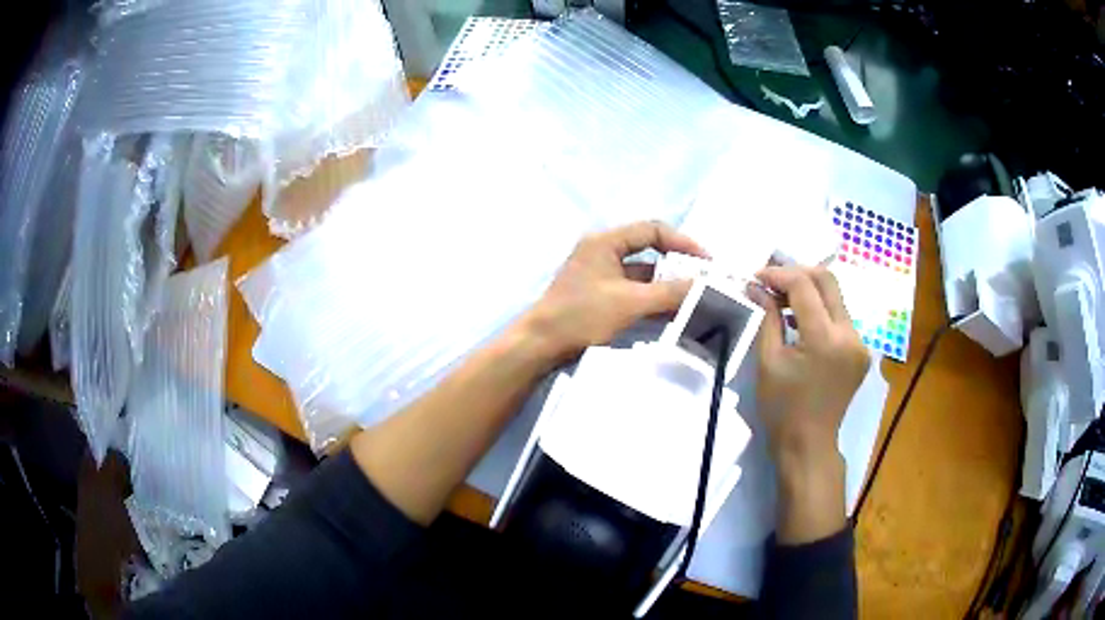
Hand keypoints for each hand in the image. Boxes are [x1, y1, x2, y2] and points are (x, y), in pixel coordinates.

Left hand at [515, 221, 707, 365]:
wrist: (540, 346)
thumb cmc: (582, 316)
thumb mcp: (630, 302)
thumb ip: (670, 293)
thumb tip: (705, 286)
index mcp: (605, 242)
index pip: (652, 230)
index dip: (682, 242)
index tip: (706, 262)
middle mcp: (602, 253)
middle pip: (649, 252)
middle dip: (678, 267)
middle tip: (704, 283)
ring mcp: (600, 276)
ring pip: (642, 276)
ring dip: (666, 287)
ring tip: (694, 302)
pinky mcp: (599, 297)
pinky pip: (633, 293)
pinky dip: (652, 301)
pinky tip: (672, 315)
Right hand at [747, 266, 869, 542]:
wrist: (809, 444)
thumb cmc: (782, 409)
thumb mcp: (768, 361)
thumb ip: (767, 318)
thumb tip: (756, 287)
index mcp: (824, 339)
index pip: (804, 286)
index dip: (778, 274)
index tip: (756, 277)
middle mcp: (850, 334)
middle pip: (827, 280)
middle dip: (797, 273)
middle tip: (771, 282)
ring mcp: (860, 342)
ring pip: (836, 296)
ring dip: (809, 291)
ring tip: (781, 300)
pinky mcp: (861, 350)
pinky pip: (840, 316)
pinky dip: (819, 310)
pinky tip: (800, 320)